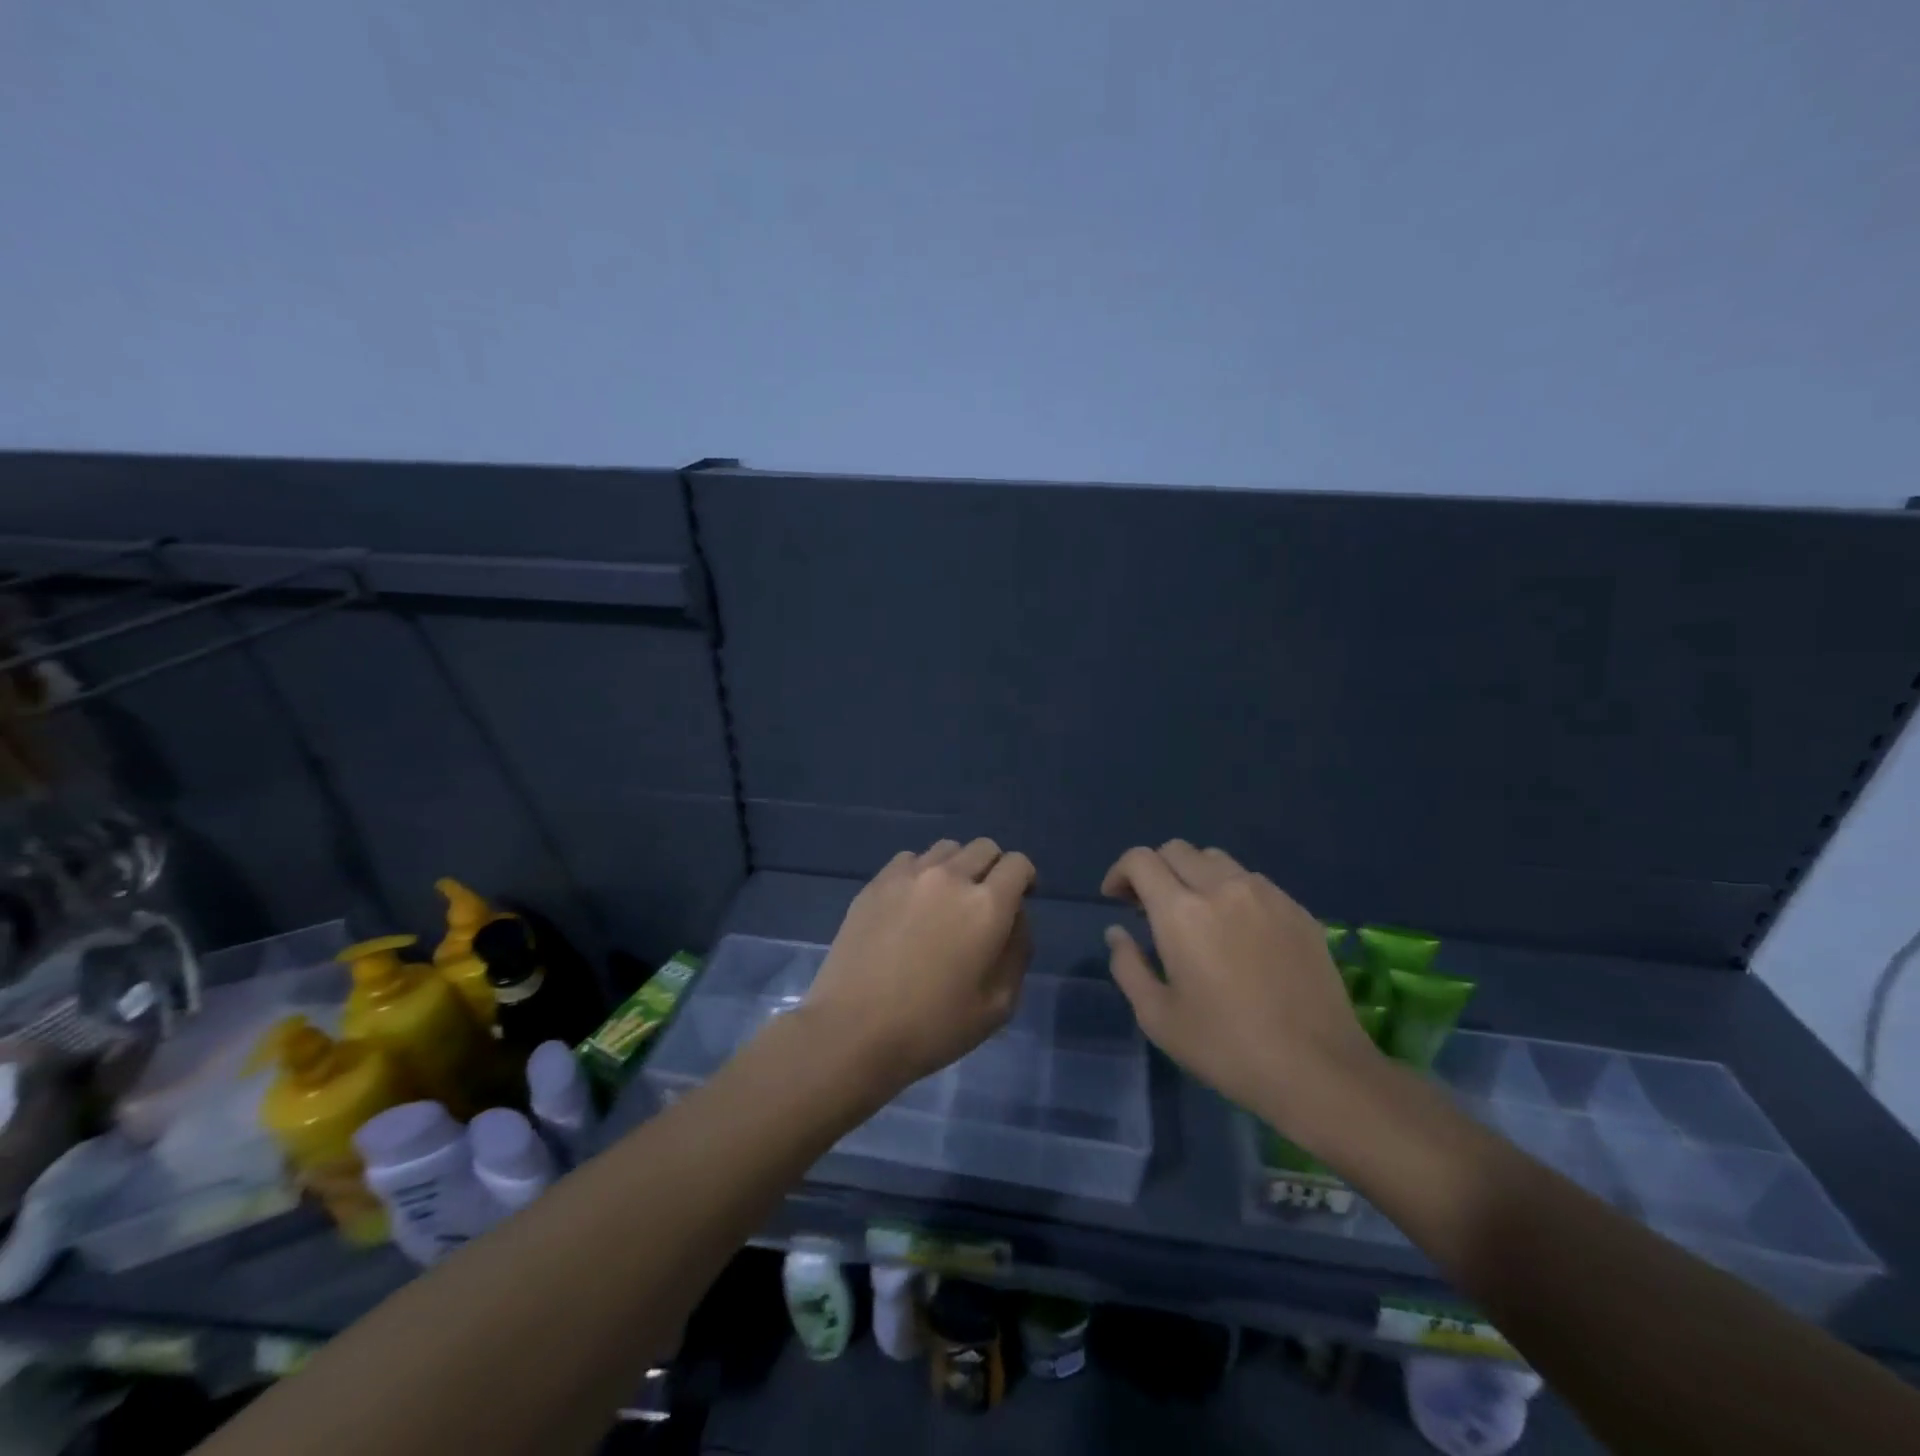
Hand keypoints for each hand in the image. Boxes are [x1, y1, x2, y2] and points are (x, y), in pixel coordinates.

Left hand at [804, 839, 1035, 1092]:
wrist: (853, 1030)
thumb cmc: (933, 1027)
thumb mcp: (998, 1005)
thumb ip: (1018, 951)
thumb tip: (1015, 917)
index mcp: (987, 905)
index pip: (1018, 864)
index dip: (1024, 879)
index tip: (1018, 901)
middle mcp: (951, 877)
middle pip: (984, 847)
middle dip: (994, 869)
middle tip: (984, 902)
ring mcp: (909, 875)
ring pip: (947, 849)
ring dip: (957, 867)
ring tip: (945, 900)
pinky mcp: (876, 883)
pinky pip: (910, 859)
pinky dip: (921, 872)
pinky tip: (911, 904)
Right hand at [1101, 841, 1381, 1141]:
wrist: (1319, 1070)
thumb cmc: (1226, 1047)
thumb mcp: (1158, 1018)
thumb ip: (1128, 966)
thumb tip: (1117, 932)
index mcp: (1181, 912)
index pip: (1140, 859)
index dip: (1120, 872)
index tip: (1116, 900)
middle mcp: (1222, 888)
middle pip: (1177, 849)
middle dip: (1155, 869)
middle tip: (1151, 907)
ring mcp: (1266, 895)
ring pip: (1217, 860)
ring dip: (1194, 876)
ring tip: (1196, 915)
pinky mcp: (1298, 910)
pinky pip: (1253, 881)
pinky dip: (1231, 891)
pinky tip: (1238, 932)